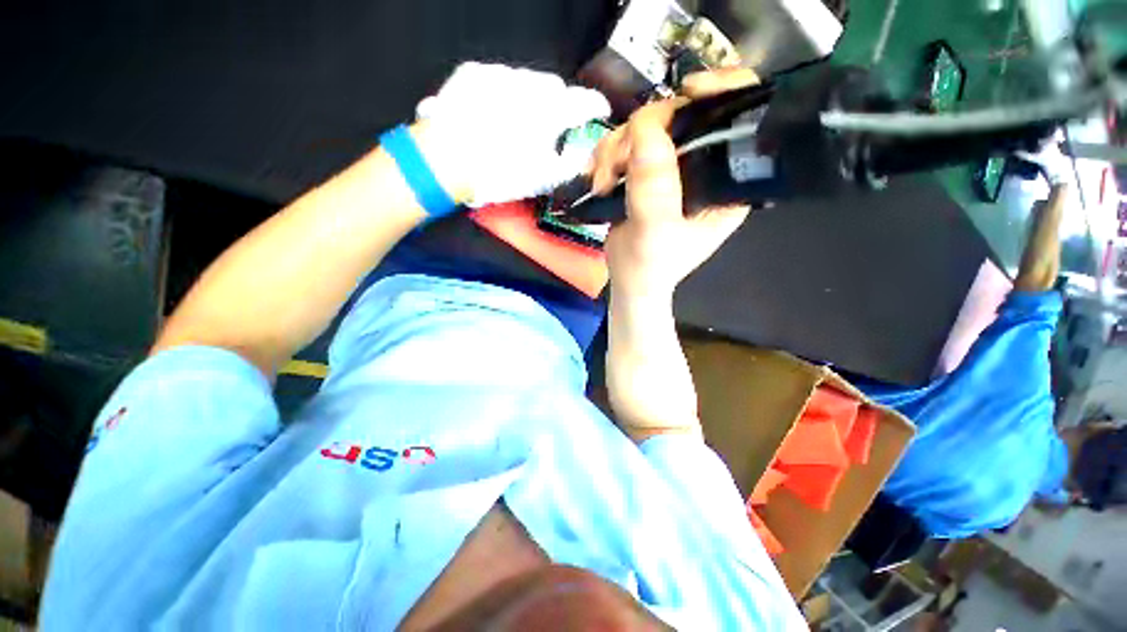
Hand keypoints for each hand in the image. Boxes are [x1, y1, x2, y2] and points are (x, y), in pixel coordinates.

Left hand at [413, 62, 610, 206]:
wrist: (445, 161)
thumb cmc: (501, 173)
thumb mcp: (544, 178)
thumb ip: (571, 164)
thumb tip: (583, 155)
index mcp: (552, 111)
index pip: (586, 101)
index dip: (596, 106)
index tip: (600, 110)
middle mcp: (530, 83)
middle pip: (554, 89)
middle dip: (558, 105)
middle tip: (550, 128)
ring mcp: (500, 74)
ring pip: (526, 81)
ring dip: (530, 99)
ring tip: (517, 124)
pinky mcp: (474, 72)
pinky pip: (498, 79)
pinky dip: (504, 94)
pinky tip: (493, 114)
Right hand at [593, 68, 759, 302]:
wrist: (629, 280)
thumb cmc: (650, 267)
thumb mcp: (654, 234)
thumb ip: (653, 189)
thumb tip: (646, 129)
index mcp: (726, 179)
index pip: (739, 116)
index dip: (721, 90)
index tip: (687, 92)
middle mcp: (704, 164)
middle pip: (681, 114)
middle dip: (641, 133)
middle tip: (614, 166)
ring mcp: (673, 165)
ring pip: (645, 127)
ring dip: (614, 149)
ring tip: (602, 183)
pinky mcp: (646, 170)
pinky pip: (625, 143)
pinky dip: (605, 156)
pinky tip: (598, 179)